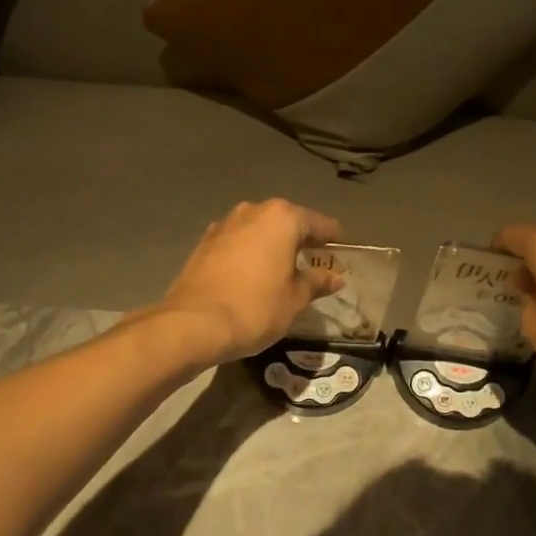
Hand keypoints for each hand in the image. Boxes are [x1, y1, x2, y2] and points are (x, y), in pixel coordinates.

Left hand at [159, 199, 343, 364]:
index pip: (319, 224)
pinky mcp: (204, 242)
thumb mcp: (295, 299)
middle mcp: (253, 211)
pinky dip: (250, 253)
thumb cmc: (255, 308)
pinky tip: (253, 276)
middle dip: (302, 241)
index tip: (342, 255)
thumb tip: (335, 277)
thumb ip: (317, 282)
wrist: (193, 323)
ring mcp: (225, 224)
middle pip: (287, 222)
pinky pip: (238, 242)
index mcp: (282, 218)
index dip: (334, 240)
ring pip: (260, 230)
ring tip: (283, 271)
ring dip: (273, 246)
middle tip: (314, 265)